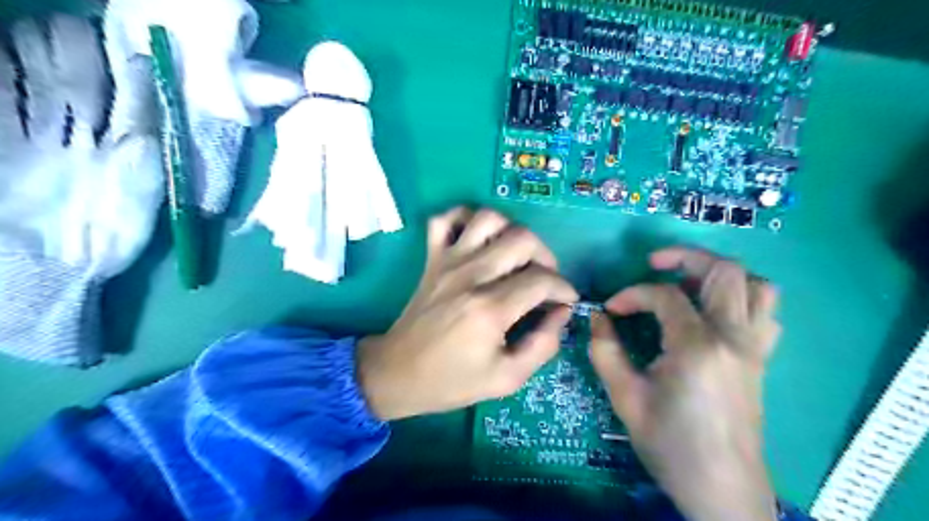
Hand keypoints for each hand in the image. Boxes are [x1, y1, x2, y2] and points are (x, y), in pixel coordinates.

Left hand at [358, 205, 577, 418]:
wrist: (397, 373)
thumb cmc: (451, 380)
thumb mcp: (506, 379)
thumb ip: (543, 346)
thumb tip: (562, 313)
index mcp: (490, 309)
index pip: (542, 280)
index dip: (564, 289)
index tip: (565, 301)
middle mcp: (470, 276)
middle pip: (522, 239)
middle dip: (546, 257)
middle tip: (544, 280)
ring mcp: (447, 262)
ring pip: (488, 218)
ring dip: (511, 230)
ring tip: (515, 256)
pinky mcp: (431, 258)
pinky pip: (445, 220)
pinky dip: (465, 218)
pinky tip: (478, 238)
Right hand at [591, 246, 777, 520]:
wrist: (721, 487)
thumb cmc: (669, 443)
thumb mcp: (625, 397)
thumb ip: (605, 350)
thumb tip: (597, 317)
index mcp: (697, 346)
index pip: (664, 295)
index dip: (632, 294)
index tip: (611, 309)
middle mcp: (734, 337)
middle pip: (723, 270)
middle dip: (684, 256)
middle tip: (654, 265)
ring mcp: (755, 347)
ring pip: (756, 285)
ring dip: (720, 274)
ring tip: (689, 283)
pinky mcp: (762, 359)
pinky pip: (765, 311)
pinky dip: (742, 298)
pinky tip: (714, 313)